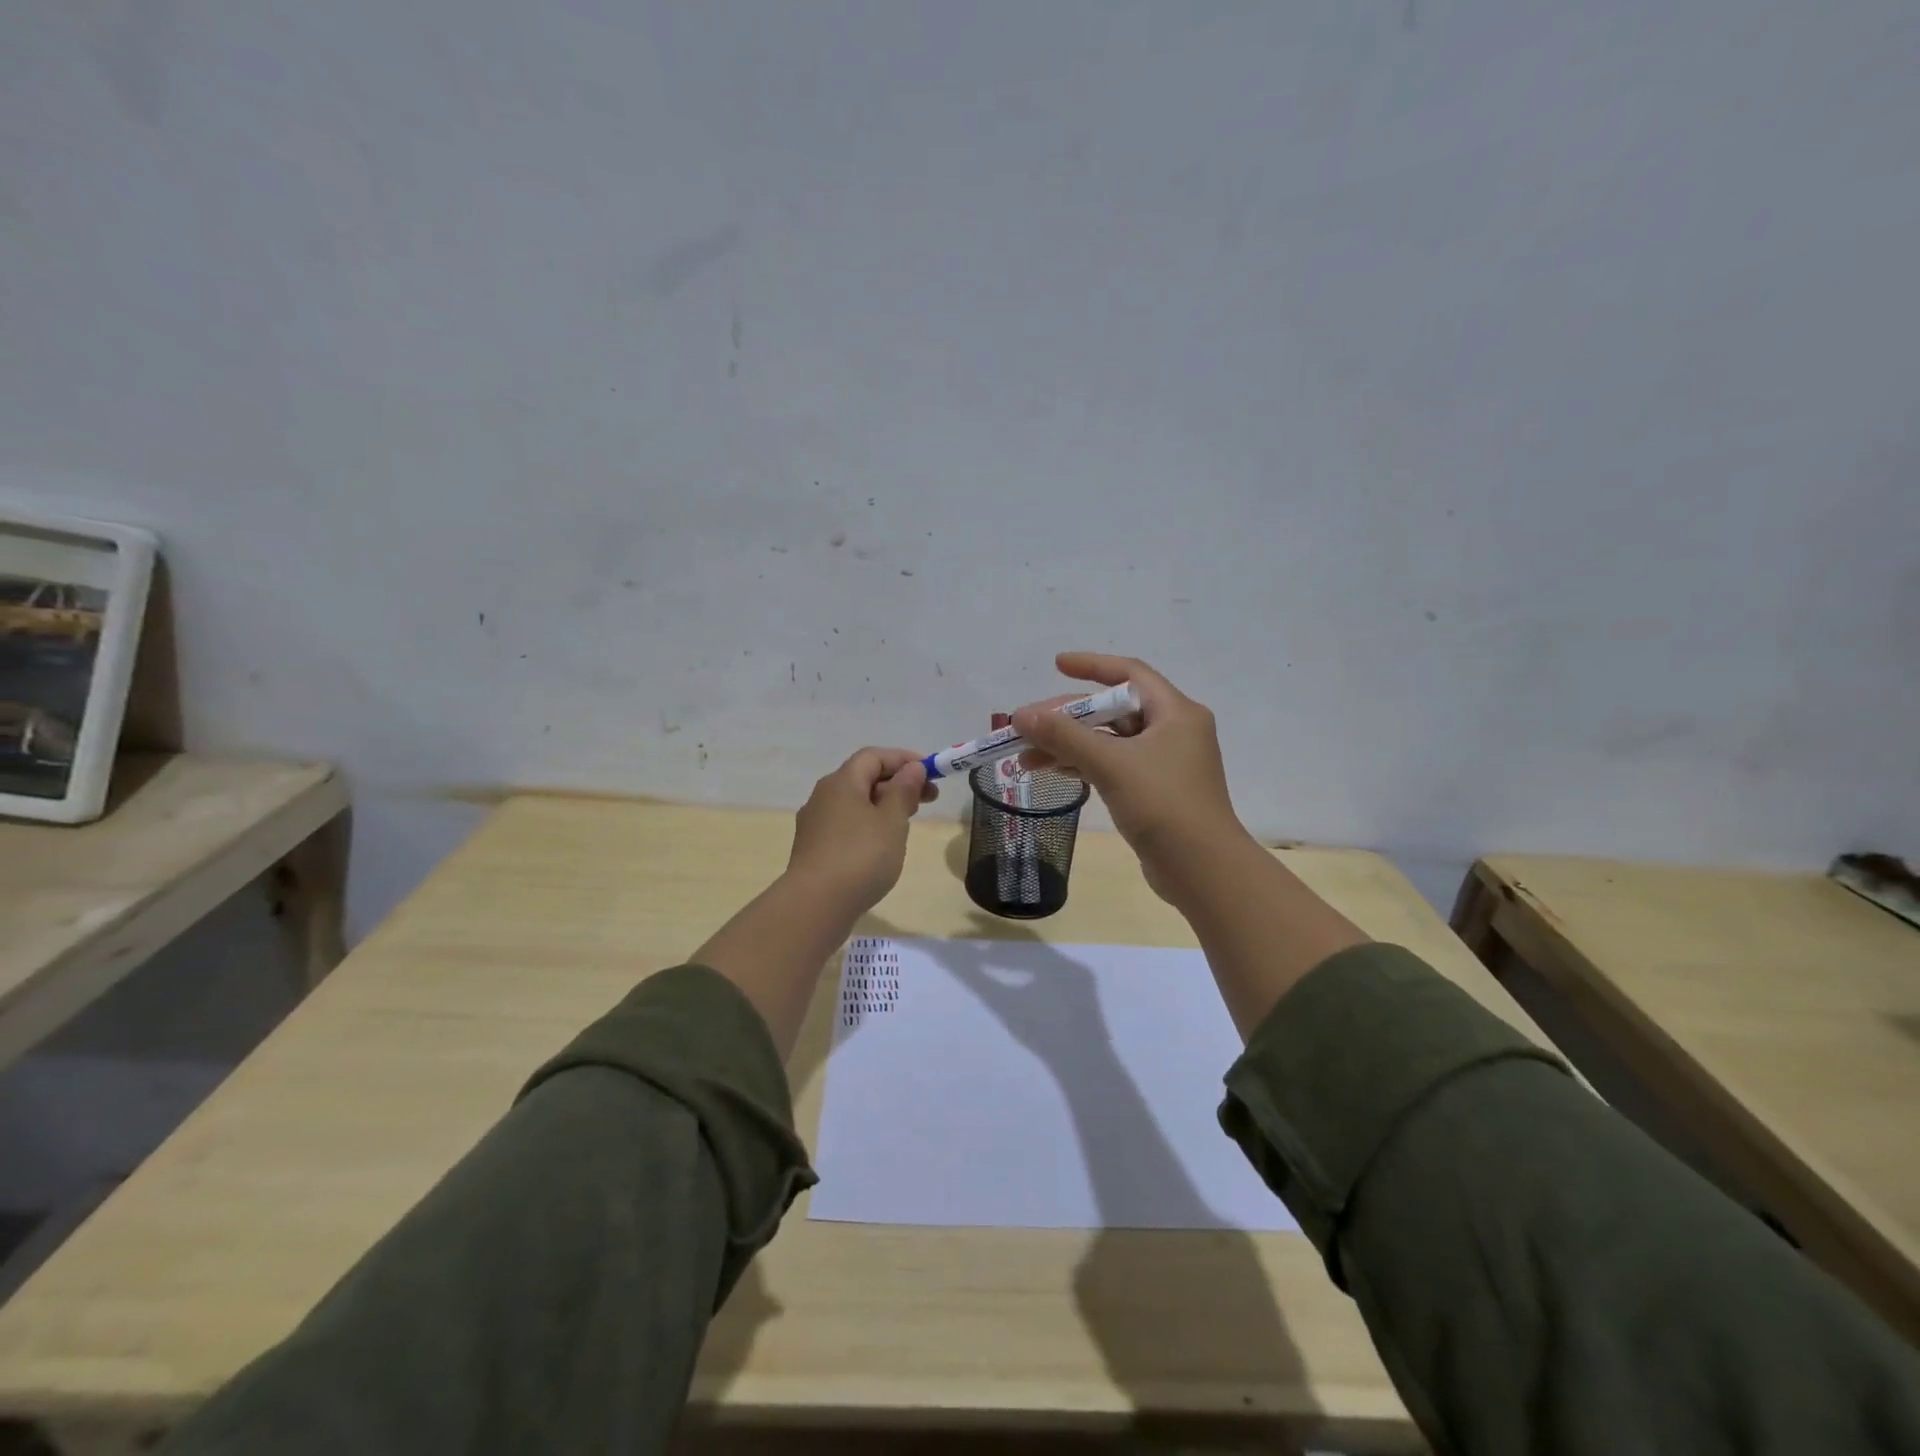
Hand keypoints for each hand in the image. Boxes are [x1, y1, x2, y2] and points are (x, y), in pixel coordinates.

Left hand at [787, 747, 935, 912]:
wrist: (815, 905)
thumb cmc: (860, 857)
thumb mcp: (892, 821)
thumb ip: (904, 791)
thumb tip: (912, 768)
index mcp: (841, 782)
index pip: (873, 756)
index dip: (903, 759)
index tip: (931, 772)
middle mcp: (823, 796)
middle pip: (863, 778)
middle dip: (897, 783)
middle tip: (928, 800)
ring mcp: (815, 823)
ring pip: (854, 803)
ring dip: (883, 805)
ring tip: (907, 823)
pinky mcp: (813, 848)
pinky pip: (845, 824)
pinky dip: (868, 824)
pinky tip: (881, 846)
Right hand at [1012, 652, 1250, 902]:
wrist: (1202, 870)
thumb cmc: (1163, 805)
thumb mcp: (1111, 764)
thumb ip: (1064, 736)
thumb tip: (1020, 714)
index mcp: (1175, 712)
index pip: (1129, 674)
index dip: (1092, 666)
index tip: (1056, 665)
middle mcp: (1174, 731)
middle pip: (1113, 711)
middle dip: (1068, 717)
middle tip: (1027, 726)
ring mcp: (1165, 763)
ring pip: (1109, 742)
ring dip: (1069, 746)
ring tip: (1025, 758)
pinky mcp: (1156, 792)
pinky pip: (1113, 766)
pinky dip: (1083, 766)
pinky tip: (1052, 773)